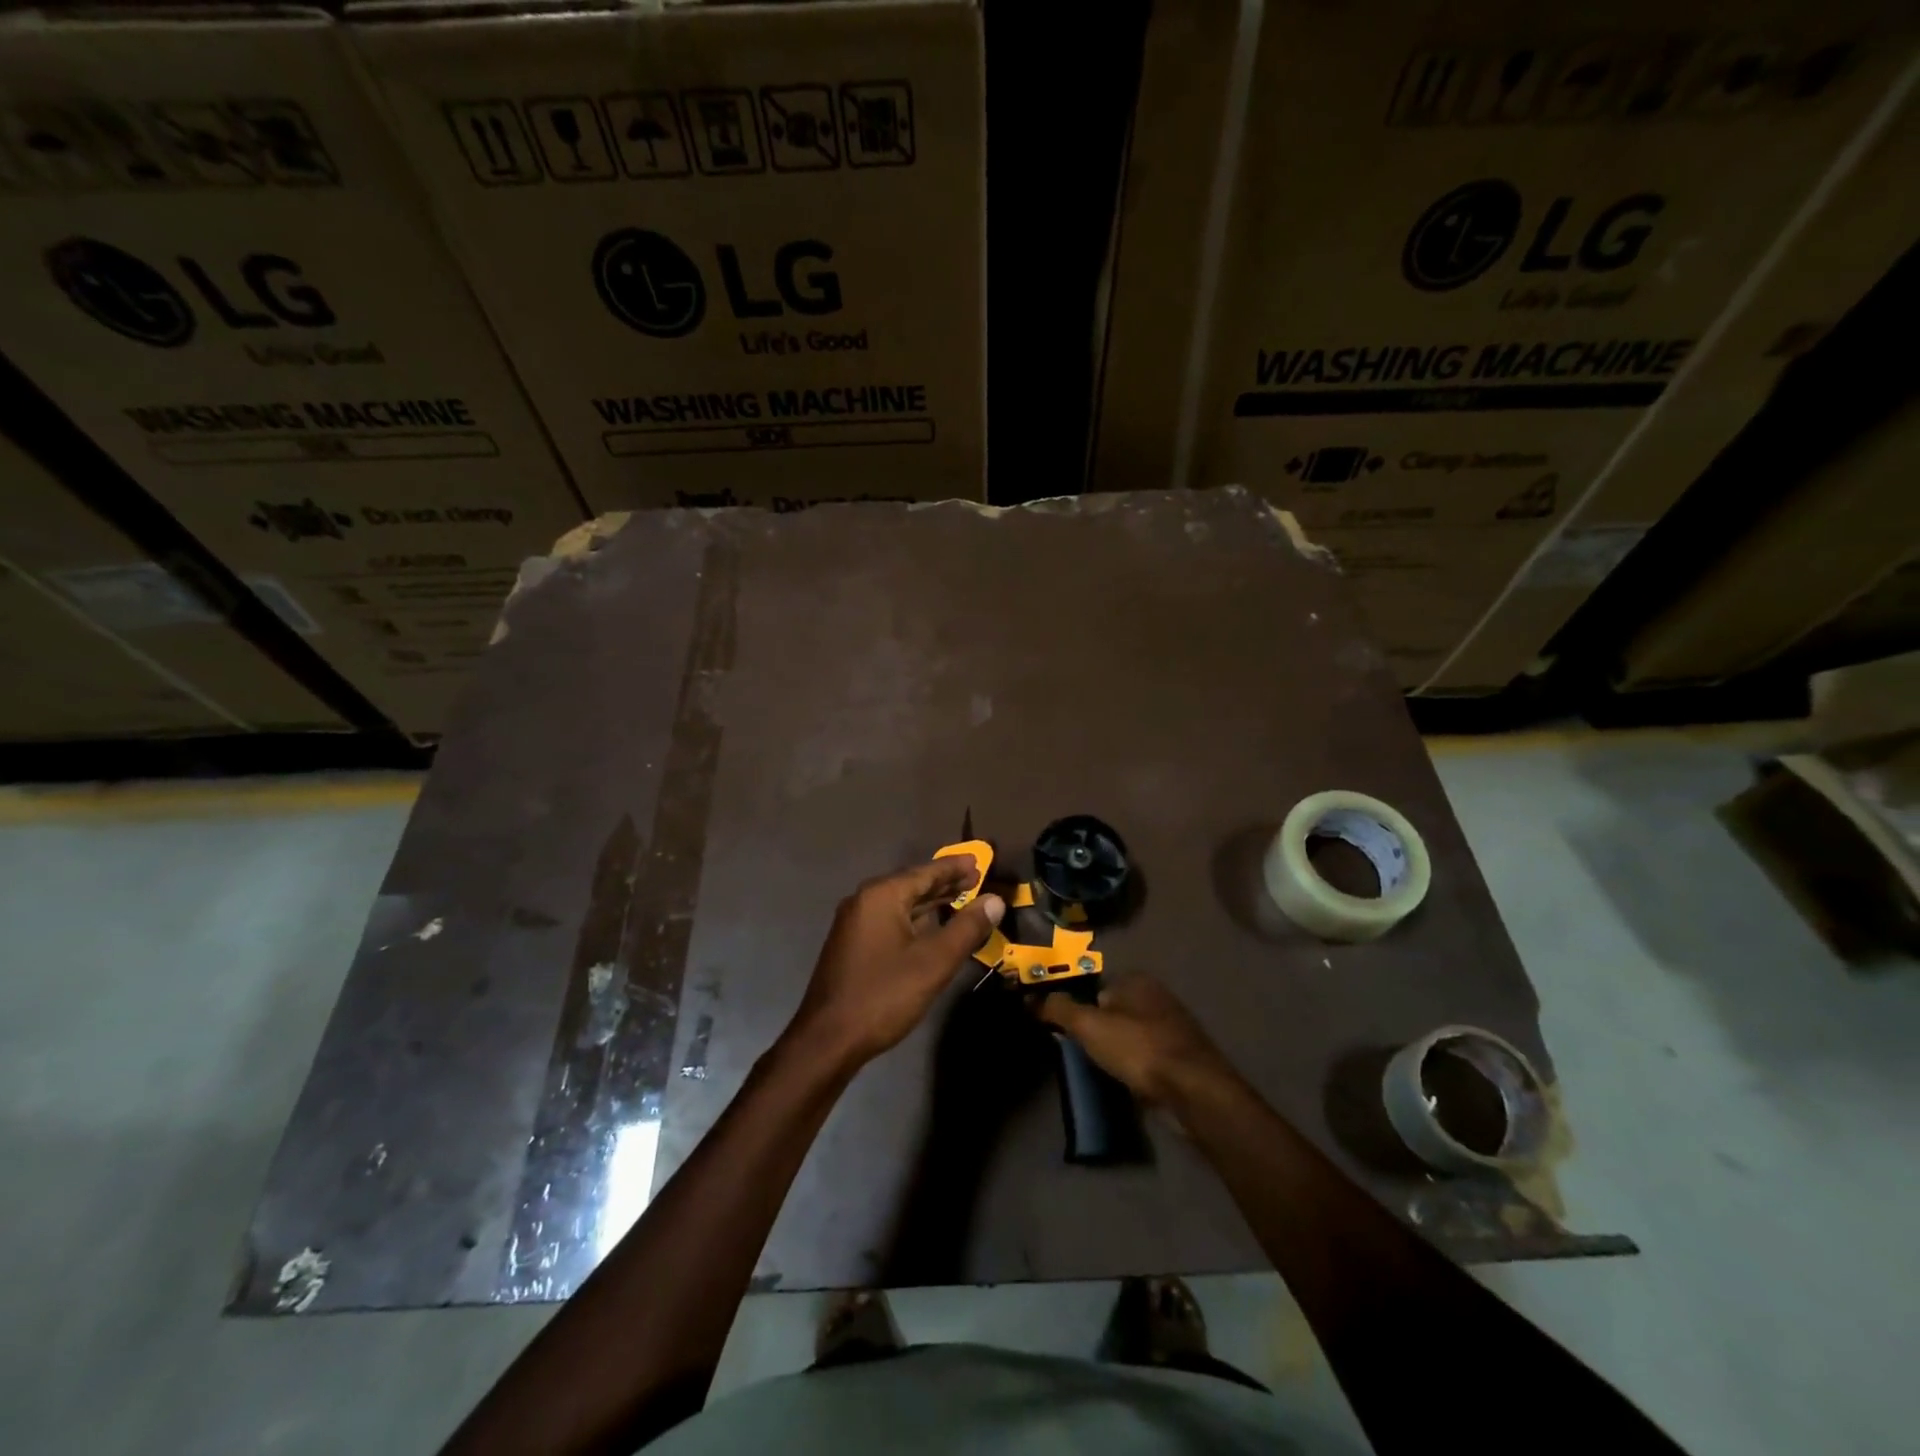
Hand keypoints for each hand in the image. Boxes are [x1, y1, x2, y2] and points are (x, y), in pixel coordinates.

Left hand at [786, 858, 1004, 1072]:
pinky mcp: (853, 944)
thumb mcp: (934, 962)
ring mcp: (855, 923)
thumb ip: (967, 927)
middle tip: (977, 879)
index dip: (955, 867)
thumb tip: (995, 900)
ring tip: (961, 899)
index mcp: (882, 895)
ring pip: (901, 903)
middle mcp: (865, 900)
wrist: (828, 1040)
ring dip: (931, 902)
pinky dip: (915, 919)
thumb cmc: (884, 995)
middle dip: (945, 883)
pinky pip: (891, 920)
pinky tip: (932, 928)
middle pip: (912, 884)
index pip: (926, 871)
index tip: (980, 860)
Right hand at [1035, 975, 1233, 1105]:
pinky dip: (1134, 1067)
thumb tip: (1030, 999)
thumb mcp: (1088, 1025)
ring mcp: (1172, 1028)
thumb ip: (1058, 1009)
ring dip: (1115, 1050)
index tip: (1064, 1030)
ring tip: (1098, 1070)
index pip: (1096, 986)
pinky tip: (1124, 1082)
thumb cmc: (1138, 1048)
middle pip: (1114, 1011)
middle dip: (1097, 1029)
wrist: (1193, 1091)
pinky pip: (1146, 1058)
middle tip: (1078, 1051)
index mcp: (1137, 980)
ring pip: (1130, 1035)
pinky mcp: (1181, 1058)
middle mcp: (1157, 997)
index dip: (1078, 1007)